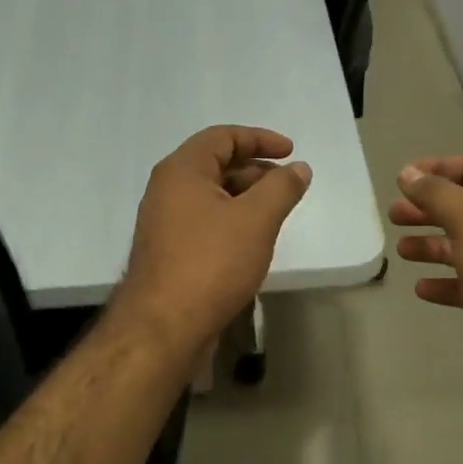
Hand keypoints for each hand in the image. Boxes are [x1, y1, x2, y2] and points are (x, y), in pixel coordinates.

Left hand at [116, 126, 312, 354]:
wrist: (164, 326)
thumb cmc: (211, 262)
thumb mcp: (256, 219)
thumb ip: (281, 188)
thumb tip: (298, 168)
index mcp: (182, 171)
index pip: (222, 137)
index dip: (260, 139)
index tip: (291, 152)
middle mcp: (167, 190)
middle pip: (216, 165)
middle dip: (256, 170)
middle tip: (288, 186)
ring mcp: (165, 223)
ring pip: (211, 196)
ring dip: (245, 198)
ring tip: (276, 214)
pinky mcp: (169, 252)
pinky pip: (204, 222)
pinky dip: (231, 221)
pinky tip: (251, 241)